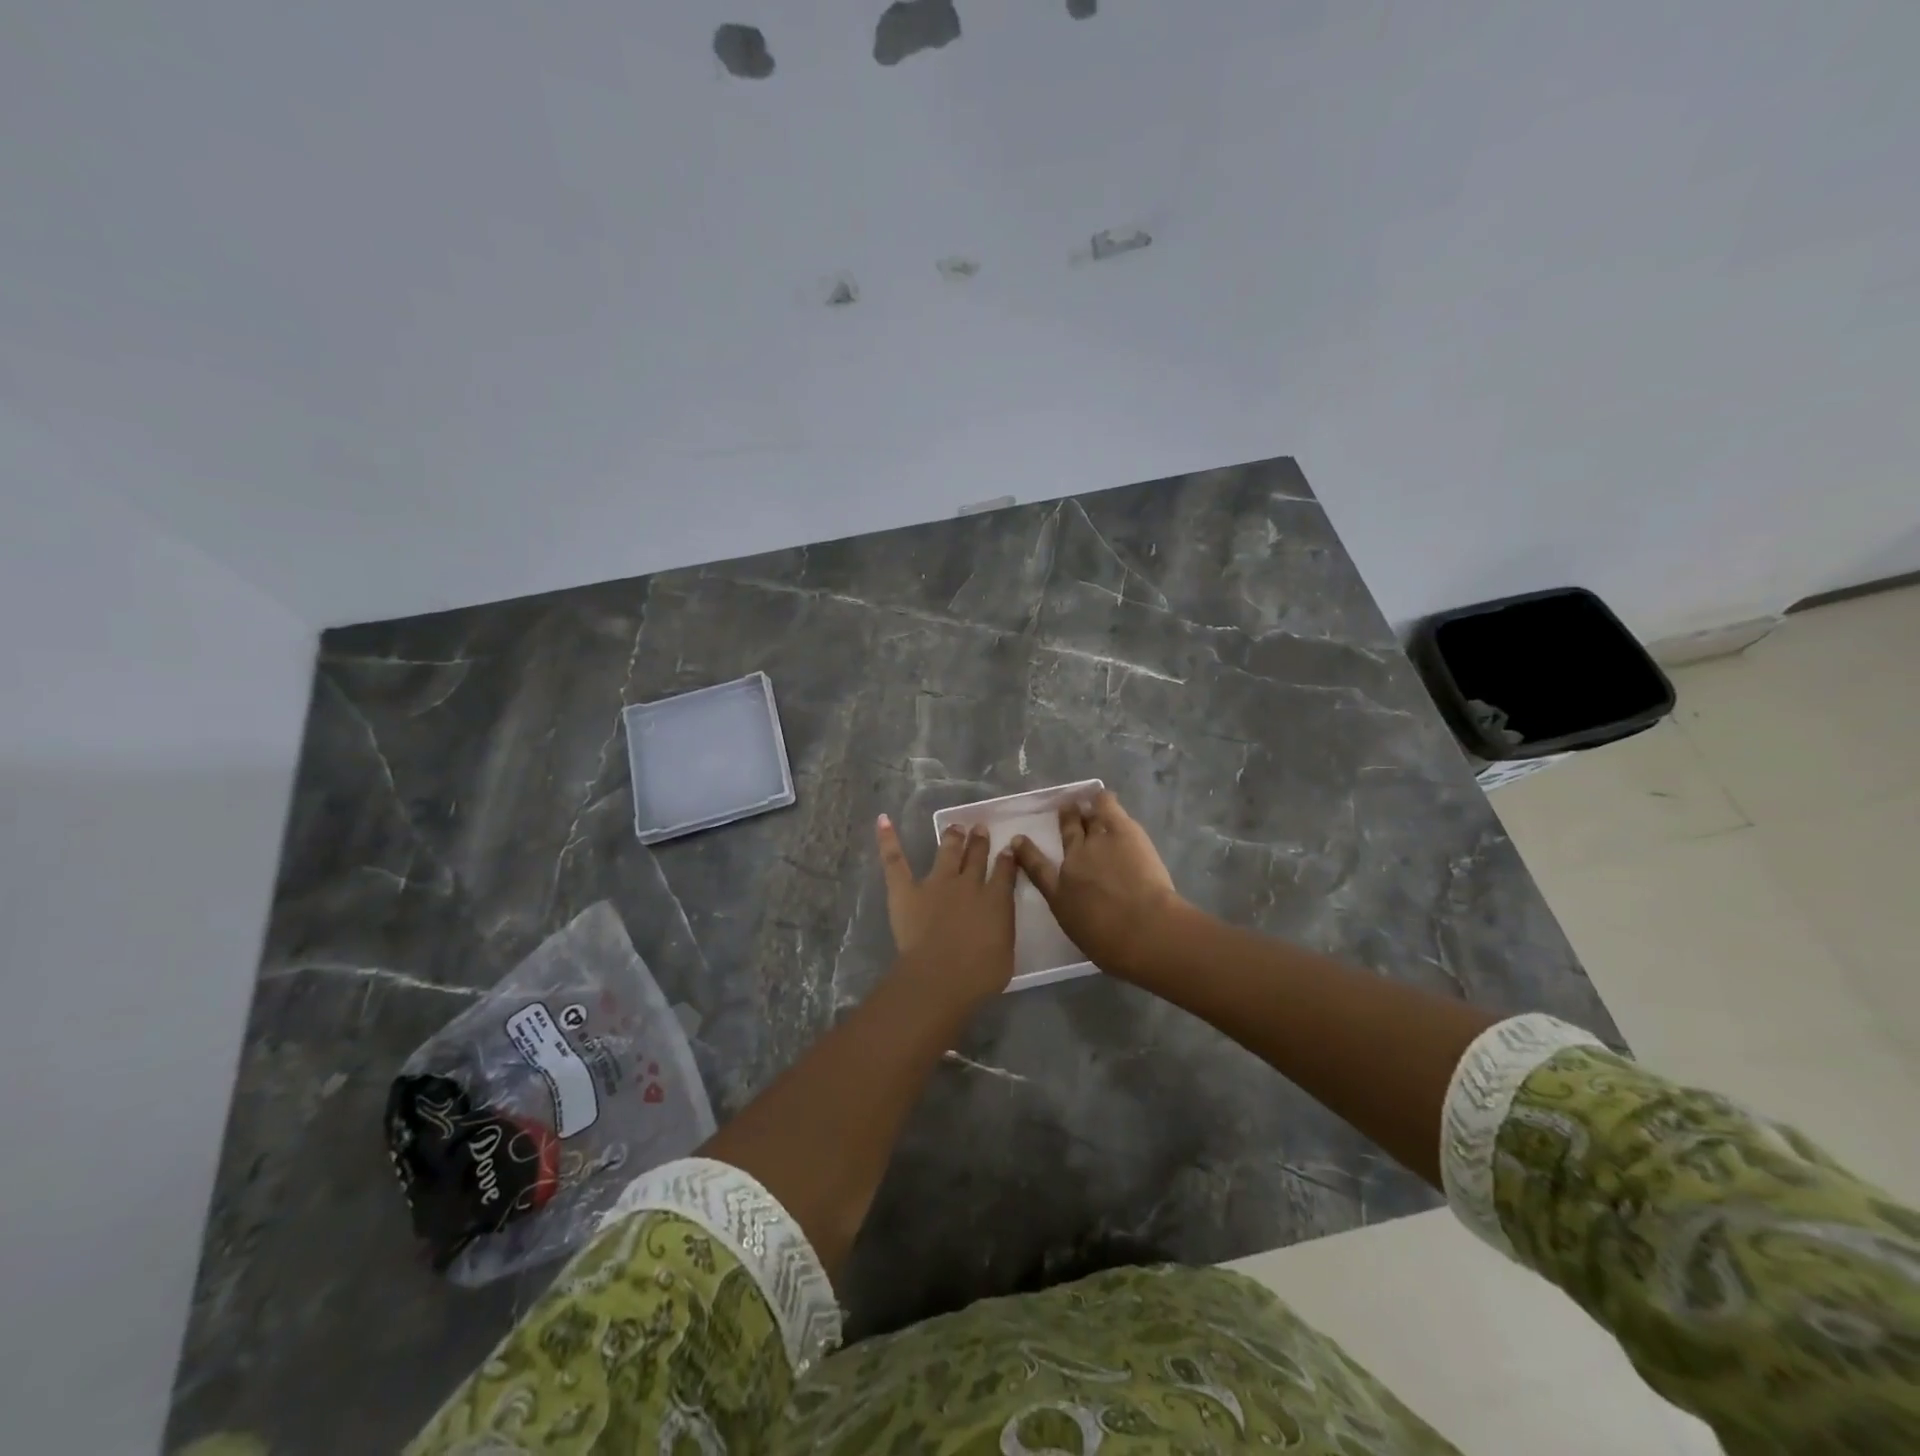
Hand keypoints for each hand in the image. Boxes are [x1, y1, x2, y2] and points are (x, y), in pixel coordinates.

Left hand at [876, 815, 1018, 1007]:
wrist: (941, 975)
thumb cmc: (979, 975)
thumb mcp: (1005, 953)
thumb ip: (1002, 931)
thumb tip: (997, 923)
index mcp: (996, 900)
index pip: (1004, 872)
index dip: (1007, 859)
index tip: (1008, 849)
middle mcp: (968, 884)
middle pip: (976, 857)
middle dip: (979, 842)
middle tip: (980, 829)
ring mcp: (936, 883)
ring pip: (947, 852)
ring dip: (952, 838)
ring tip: (955, 828)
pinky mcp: (906, 890)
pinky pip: (895, 860)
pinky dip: (888, 840)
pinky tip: (883, 820)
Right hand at [1010, 791, 1185, 982]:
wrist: (1142, 929)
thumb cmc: (1112, 944)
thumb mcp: (1081, 933)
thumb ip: (1077, 917)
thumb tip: (1079, 912)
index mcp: (1060, 891)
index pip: (1036, 867)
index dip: (1026, 852)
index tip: (1018, 841)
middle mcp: (1073, 860)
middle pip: (1067, 834)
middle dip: (1066, 820)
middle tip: (1066, 810)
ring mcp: (1096, 842)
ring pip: (1088, 817)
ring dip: (1085, 809)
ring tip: (1085, 802)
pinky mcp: (1122, 830)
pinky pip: (1106, 805)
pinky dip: (1102, 798)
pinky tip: (1101, 795)